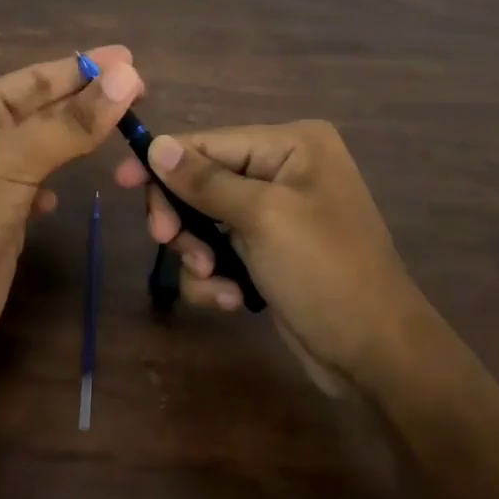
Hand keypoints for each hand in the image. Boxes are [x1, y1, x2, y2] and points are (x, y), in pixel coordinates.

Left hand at [0, 46, 143, 379]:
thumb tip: (128, 76)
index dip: (80, 67)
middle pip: (42, 111)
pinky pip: (35, 188)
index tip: (129, 59)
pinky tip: (69, 188)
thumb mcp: (13, 160)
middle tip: (140, 88)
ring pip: (42, 149)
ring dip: (76, 137)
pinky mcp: (0, 223)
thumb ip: (72, 122)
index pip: (34, 79)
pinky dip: (56, 182)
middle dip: (86, 99)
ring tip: (120, 125)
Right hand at [114, 120, 462, 396]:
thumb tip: (156, 144)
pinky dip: (217, 275)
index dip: (164, 161)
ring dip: (199, 252)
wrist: (377, 356)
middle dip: (185, 217)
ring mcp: (277, 213)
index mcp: (292, 145)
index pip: (210, 142)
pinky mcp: (270, 252)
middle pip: (203, 180)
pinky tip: (231, 300)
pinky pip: (222, 249)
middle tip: (169, 243)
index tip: (121, 181)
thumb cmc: (325, 272)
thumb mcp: (261, 218)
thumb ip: (204, 180)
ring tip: (213, 280)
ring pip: (206, 219)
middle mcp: (284, 170)